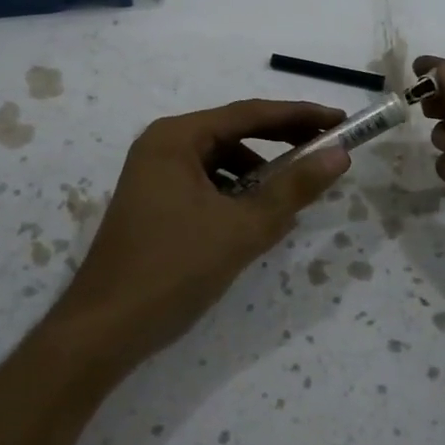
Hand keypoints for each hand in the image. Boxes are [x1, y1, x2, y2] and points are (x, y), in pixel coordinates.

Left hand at [45, 100, 350, 374]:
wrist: (104, 331)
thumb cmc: (173, 269)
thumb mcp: (242, 228)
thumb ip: (294, 188)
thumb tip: (339, 155)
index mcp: (177, 138)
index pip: (250, 113)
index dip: (300, 116)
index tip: (340, 122)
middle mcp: (163, 146)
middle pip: (235, 132)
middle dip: (282, 143)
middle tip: (328, 151)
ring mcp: (155, 175)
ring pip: (222, 162)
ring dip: (261, 173)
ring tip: (297, 193)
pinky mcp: (156, 203)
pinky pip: (208, 185)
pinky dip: (238, 194)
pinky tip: (260, 218)